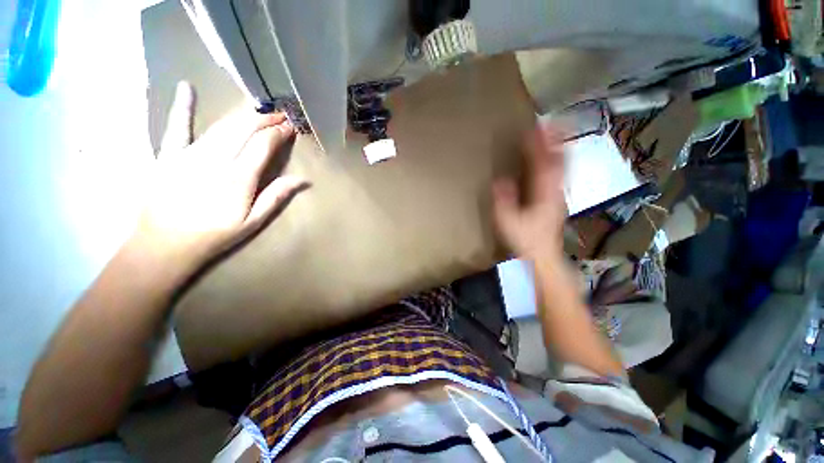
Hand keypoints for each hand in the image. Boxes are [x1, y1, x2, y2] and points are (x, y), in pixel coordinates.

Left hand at [134, 82, 306, 269]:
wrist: (165, 244)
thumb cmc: (215, 235)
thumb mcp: (253, 221)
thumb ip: (276, 196)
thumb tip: (303, 180)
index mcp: (238, 178)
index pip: (263, 145)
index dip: (279, 133)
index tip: (291, 126)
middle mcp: (215, 159)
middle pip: (244, 129)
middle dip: (264, 119)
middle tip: (279, 114)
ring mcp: (189, 153)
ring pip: (221, 126)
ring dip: (242, 114)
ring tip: (258, 108)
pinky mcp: (168, 154)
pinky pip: (176, 126)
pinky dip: (182, 106)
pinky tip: (186, 87)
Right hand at [492, 125, 566, 262]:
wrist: (543, 254)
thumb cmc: (526, 239)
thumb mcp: (509, 222)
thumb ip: (504, 202)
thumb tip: (499, 181)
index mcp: (544, 194)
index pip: (543, 164)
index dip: (539, 145)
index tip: (535, 127)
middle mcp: (556, 190)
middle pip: (559, 160)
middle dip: (555, 140)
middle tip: (549, 124)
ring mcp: (559, 194)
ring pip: (562, 166)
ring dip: (558, 148)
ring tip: (552, 134)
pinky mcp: (557, 199)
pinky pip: (559, 174)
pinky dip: (557, 161)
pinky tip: (551, 158)